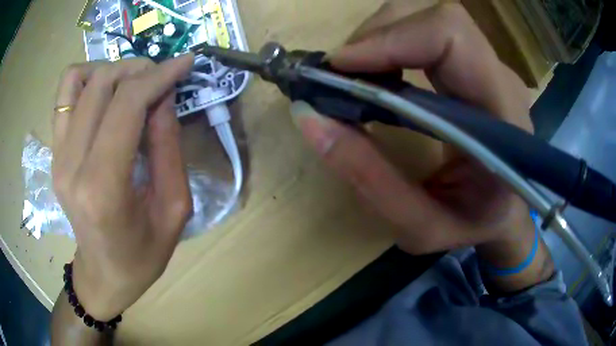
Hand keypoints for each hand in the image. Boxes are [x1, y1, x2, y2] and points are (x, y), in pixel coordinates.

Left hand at [52, 55, 193, 320]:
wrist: (103, 274)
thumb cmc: (142, 254)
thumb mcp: (174, 208)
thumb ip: (168, 147)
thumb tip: (165, 96)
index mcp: (103, 188)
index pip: (126, 105)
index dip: (159, 75)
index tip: (185, 63)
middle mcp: (71, 165)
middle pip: (102, 84)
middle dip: (139, 70)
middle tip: (162, 79)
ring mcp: (57, 157)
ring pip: (77, 80)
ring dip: (111, 71)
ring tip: (131, 85)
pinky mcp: (54, 153)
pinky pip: (64, 95)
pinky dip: (86, 81)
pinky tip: (104, 96)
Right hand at [291, 4, 535, 254]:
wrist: (503, 218)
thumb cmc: (471, 228)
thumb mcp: (419, 227)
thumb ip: (368, 178)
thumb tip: (308, 117)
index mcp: (504, 118)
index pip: (452, 37)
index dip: (393, 38)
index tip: (341, 67)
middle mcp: (502, 80)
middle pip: (439, 19)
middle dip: (379, 35)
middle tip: (341, 76)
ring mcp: (492, 68)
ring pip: (429, 20)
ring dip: (382, 38)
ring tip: (356, 77)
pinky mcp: (476, 67)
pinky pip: (430, 34)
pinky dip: (393, 44)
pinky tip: (378, 74)